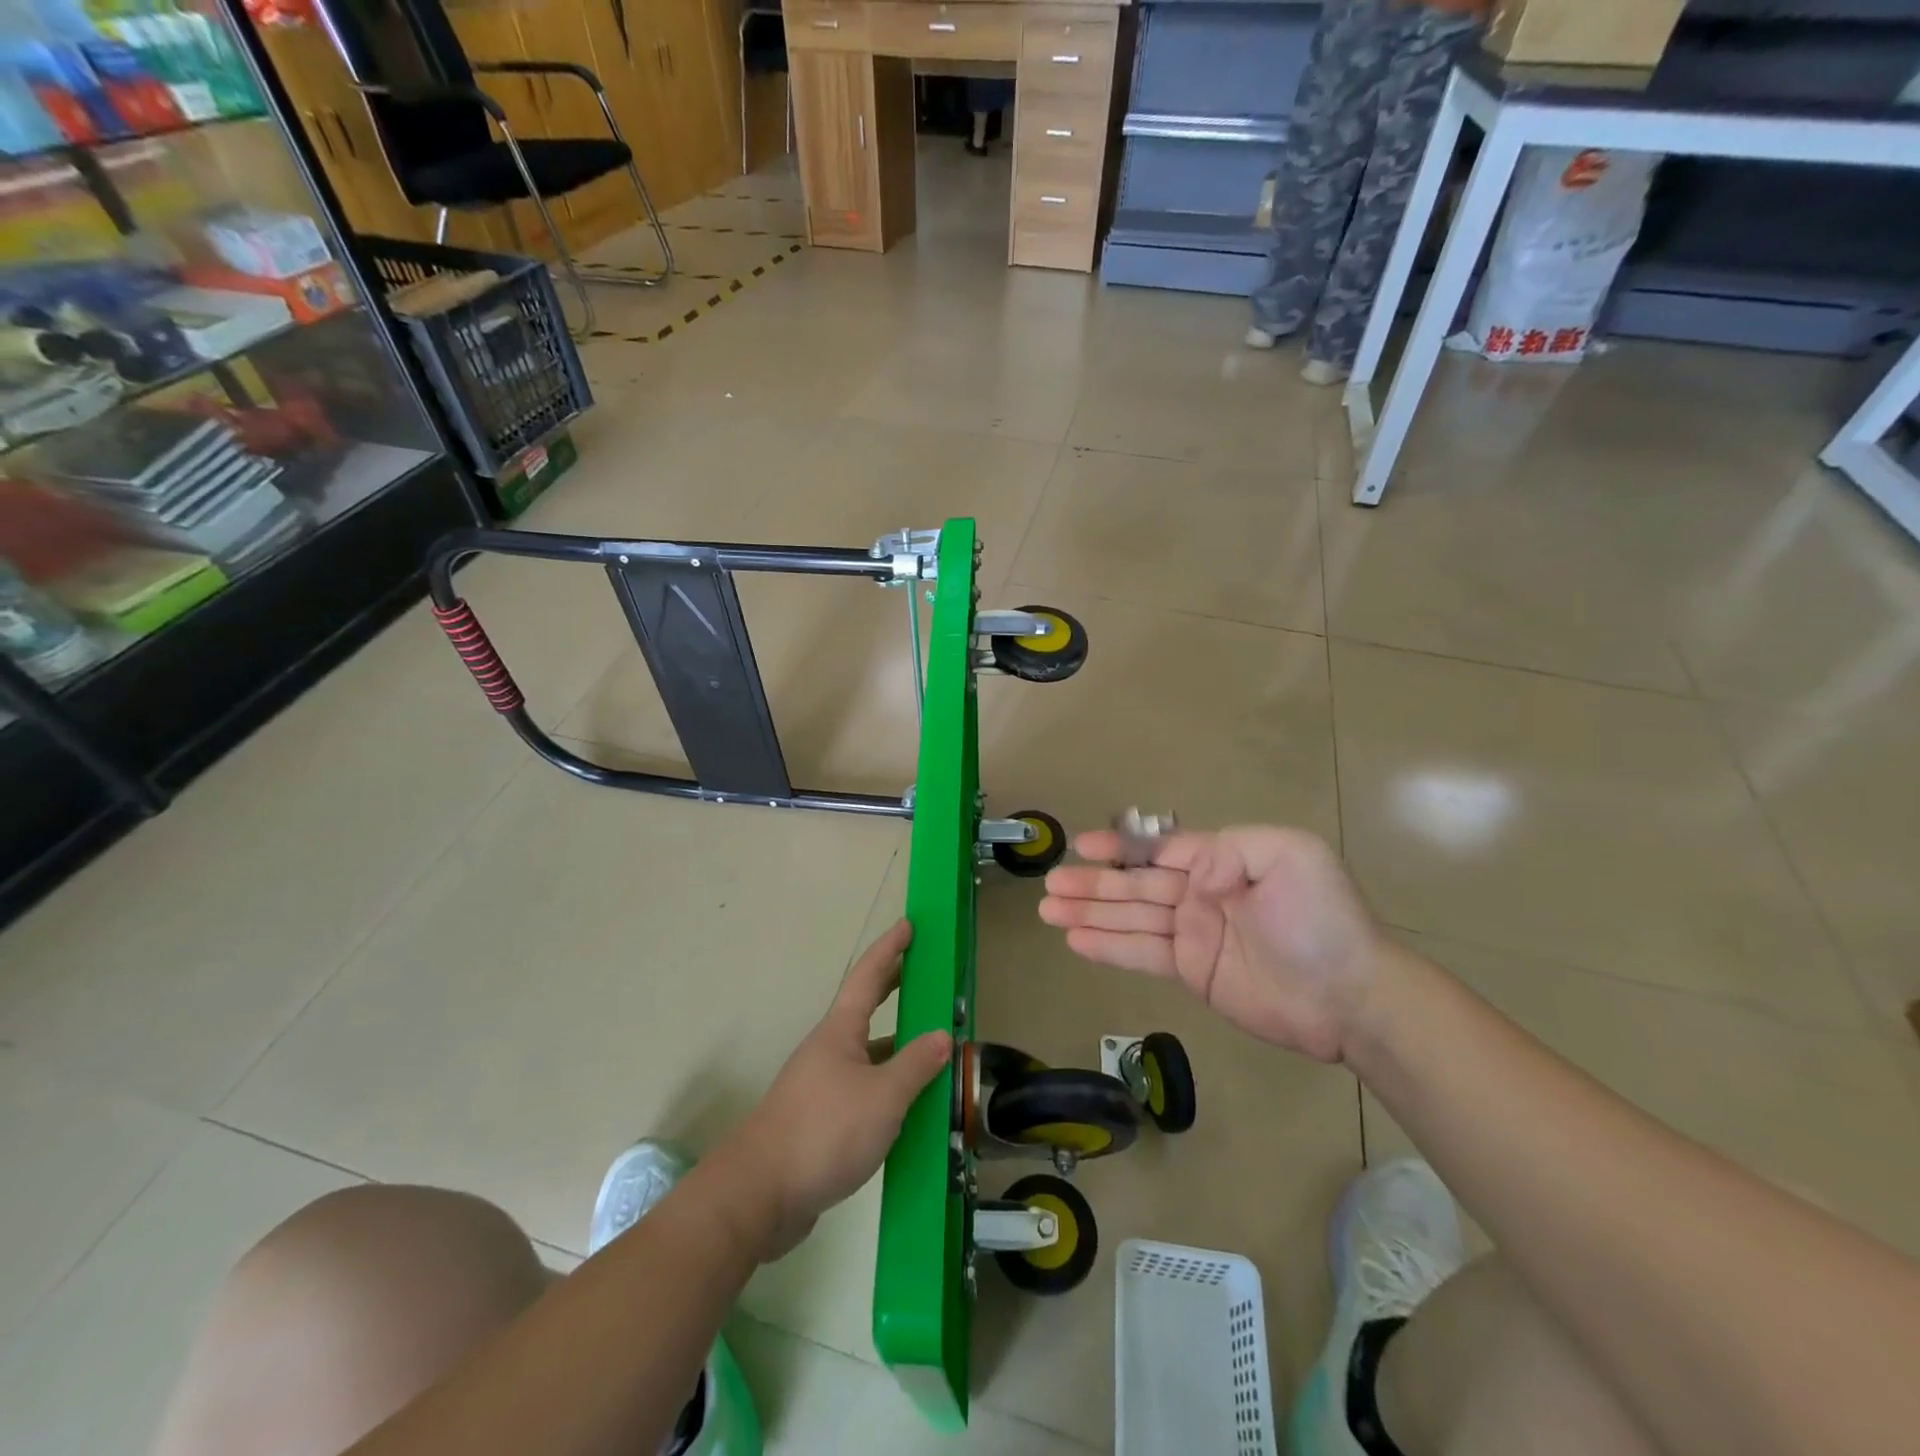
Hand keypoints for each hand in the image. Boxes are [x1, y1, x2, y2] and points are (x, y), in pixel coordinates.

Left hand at [716, 921, 950, 1260]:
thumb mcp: (883, 1097)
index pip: (868, 976)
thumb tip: (942, 1036)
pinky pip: (863, 1091)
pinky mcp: (820, 1121)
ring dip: (895, 1046)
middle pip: (865, 1008)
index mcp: (840, 1032)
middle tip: (922, 972)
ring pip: (866, 1054)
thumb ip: (915, 1066)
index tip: (908, 924)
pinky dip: (888, 1088)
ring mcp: (821, 1086)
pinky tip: (909, 1108)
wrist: (759, 1195)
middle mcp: (829, 1050)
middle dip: (893, 987)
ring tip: (932, 1047)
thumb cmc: (824, 1131)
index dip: (890, 948)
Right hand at [1039, 827, 1386, 1063]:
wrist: (1351, 997)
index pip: (1160, 849)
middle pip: (1135, 885)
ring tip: (1048, 910)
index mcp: (1222, 862)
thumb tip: (1186, 871)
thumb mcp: (1291, 857)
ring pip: (1130, 919)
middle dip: (1092, 883)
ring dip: (1089, 914)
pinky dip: (1108, 947)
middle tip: (1049, 884)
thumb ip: (1229, 849)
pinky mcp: (1192, 972)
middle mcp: (1201, 894)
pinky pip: (1141, 954)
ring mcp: (1194, 935)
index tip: (1081, 845)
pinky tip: (1076, 941)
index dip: (1119, 847)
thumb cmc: (1322, 920)